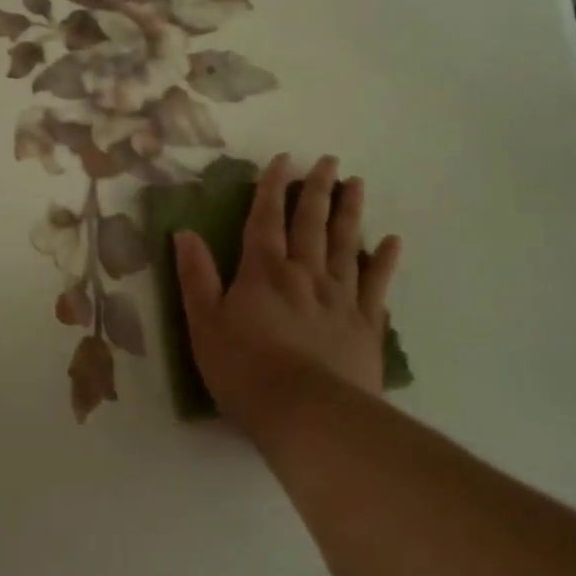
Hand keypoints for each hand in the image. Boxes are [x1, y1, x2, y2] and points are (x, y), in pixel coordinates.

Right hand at [173, 154, 401, 435]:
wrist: (308, 416)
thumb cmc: (245, 371)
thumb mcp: (204, 324)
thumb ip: (196, 276)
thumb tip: (184, 232)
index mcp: (263, 272)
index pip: (266, 219)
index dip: (272, 187)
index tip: (283, 159)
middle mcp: (304, 274)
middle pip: (311, 224)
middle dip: (317, 189)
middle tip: (329, 161)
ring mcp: (340, 298)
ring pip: (346, 245)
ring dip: (350, 213)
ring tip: (357, 185)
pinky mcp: (366, 326)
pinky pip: (376, 285)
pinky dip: (384, 262)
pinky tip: (392, 242)